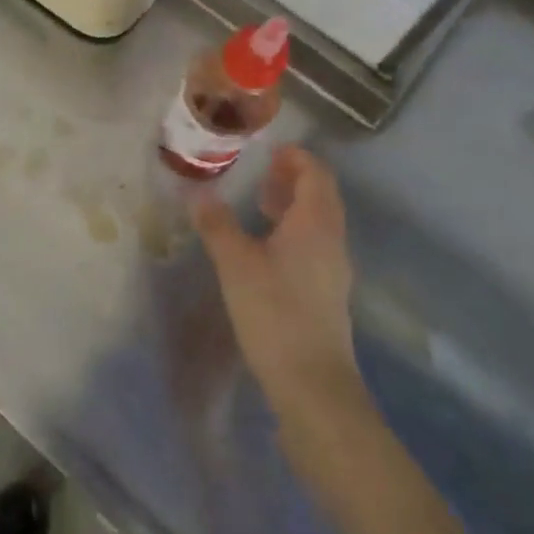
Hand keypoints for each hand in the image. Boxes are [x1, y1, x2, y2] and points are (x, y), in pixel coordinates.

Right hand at [190, 146, 362, 423]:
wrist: (312, 383)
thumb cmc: (274, 312)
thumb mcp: (236, 264)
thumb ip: (217, 226)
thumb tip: (198, 194)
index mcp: (315, 224)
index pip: (316, 175)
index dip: (296, 158)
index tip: (270, 150)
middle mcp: (332, 240)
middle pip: (322, 196)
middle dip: (295, 178)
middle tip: (263, 172)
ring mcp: (334, 269)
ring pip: (320, 222)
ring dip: (296, 205)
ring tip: (262, 203)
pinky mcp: (328, 292)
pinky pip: (316, 244)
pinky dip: (296, 230)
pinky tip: (269, 246)